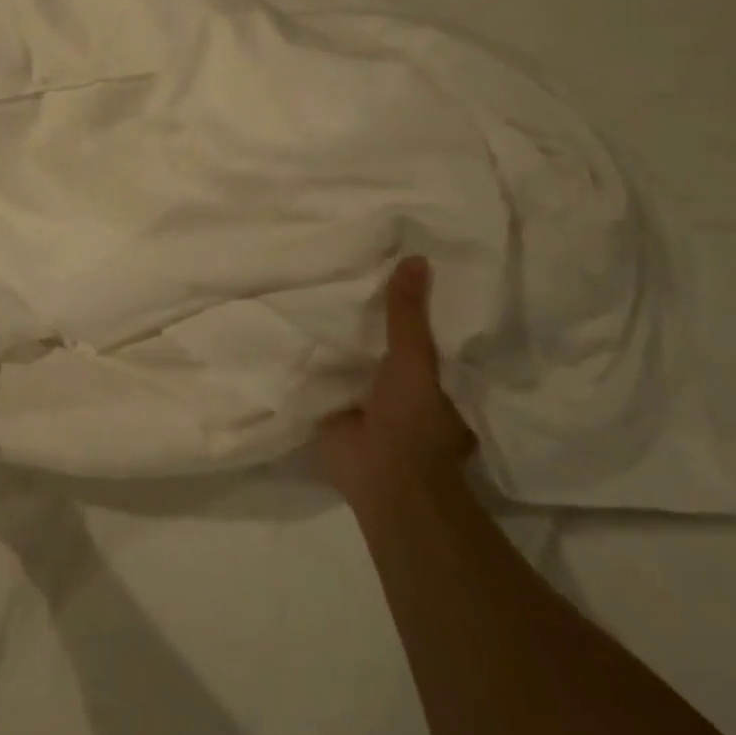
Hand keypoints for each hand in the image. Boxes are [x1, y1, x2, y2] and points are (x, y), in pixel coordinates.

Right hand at [319, 257, 473, 508]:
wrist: (380, 476)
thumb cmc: (414, 420)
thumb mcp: (415, 359)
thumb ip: (408, 314)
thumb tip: (415, 258)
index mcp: (438, 377)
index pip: (430, 330)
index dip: (416, 300)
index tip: (398, 262)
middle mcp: (406, 385)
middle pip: (388, 340)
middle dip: (372, 314)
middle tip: (352, 266)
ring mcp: (369, 398)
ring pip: (357, 356)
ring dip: (342, 335)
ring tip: (319, 287)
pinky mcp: (338, 408)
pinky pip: (327, 374)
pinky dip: (316, 357)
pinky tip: (297, 326)